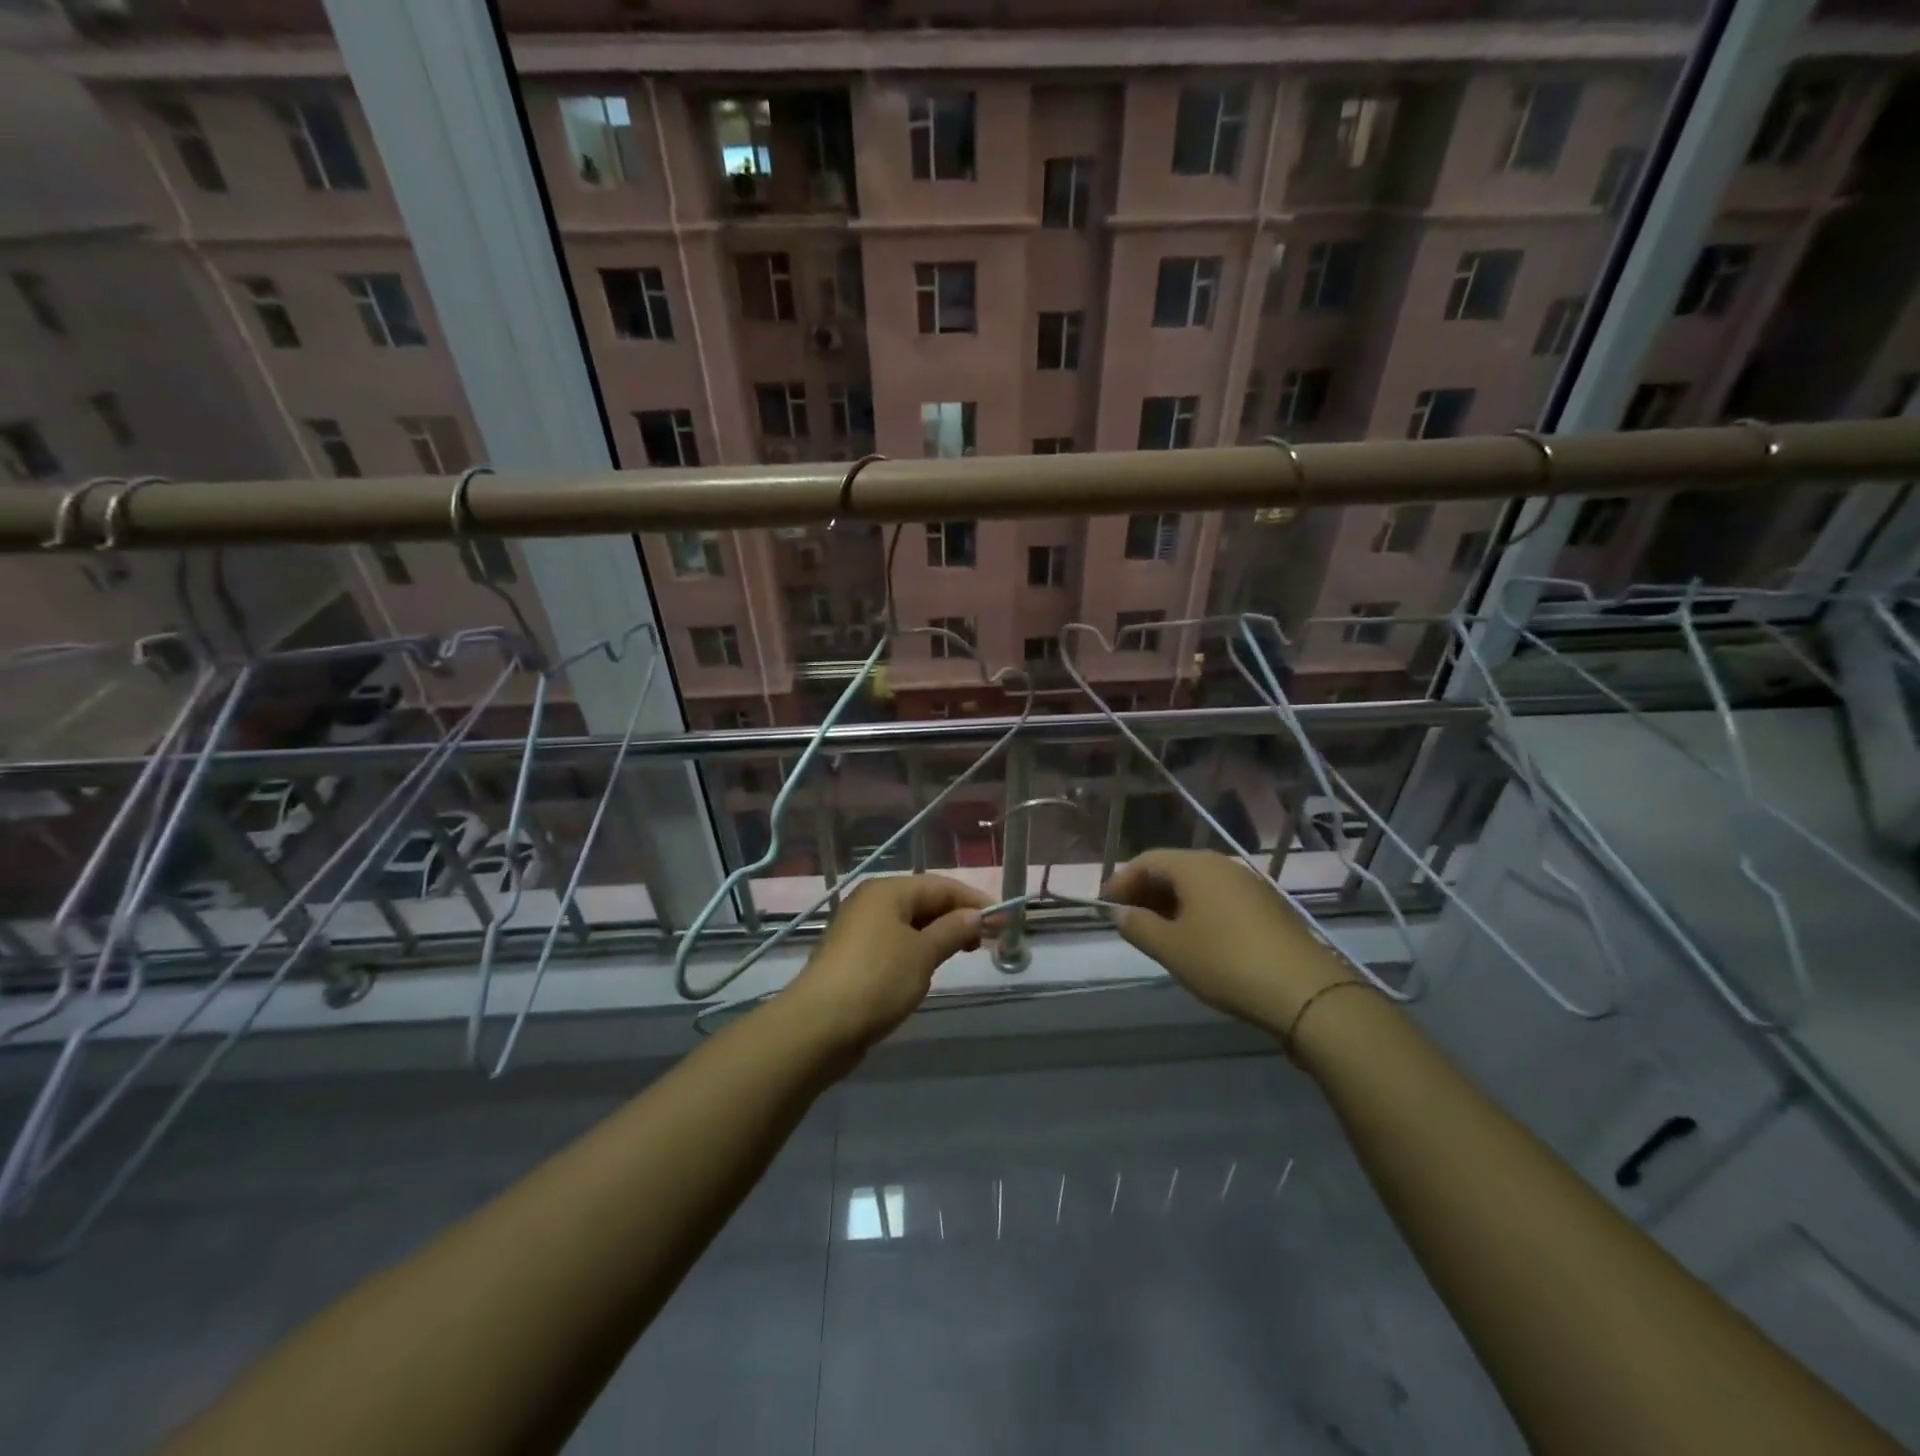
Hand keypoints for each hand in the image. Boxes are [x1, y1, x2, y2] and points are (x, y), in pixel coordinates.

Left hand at [788, 874, 987, 1050]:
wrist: (818, 1026)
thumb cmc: (877, 980)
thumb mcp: (923, 954)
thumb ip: (953, 930)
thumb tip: (977, 916)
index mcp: (887, 891)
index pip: (940, 885)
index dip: (973, 900)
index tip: (1003, 919)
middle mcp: (871, 902)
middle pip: (924, 901)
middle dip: (957, 917)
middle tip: (986, 940)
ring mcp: (859, 929)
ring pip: (909, 924)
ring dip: (938, 935)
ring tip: (964, 953)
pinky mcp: (854, 956)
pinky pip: (895, 942)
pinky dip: (918, 949)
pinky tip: (930, 967)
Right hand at [1103, 849, 1352, 1033]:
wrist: (1305, 991)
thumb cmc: (1225, 962)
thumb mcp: (1171, 948)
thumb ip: (1138, 926)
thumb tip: (1120, 913)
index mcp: (1195, 866)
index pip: (1147, 860)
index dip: (1122, 881)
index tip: (1106, 907)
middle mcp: (1222, 865)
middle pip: (1173, 869)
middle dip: (1146, 891)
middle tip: (1129, 921)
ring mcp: (1249, 885)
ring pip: (1198, 885)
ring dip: (1172, 903)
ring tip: (1158, 933)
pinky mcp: (1268, 907)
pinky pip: (1220, 899)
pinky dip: (1199, 912)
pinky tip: (1196, 940)